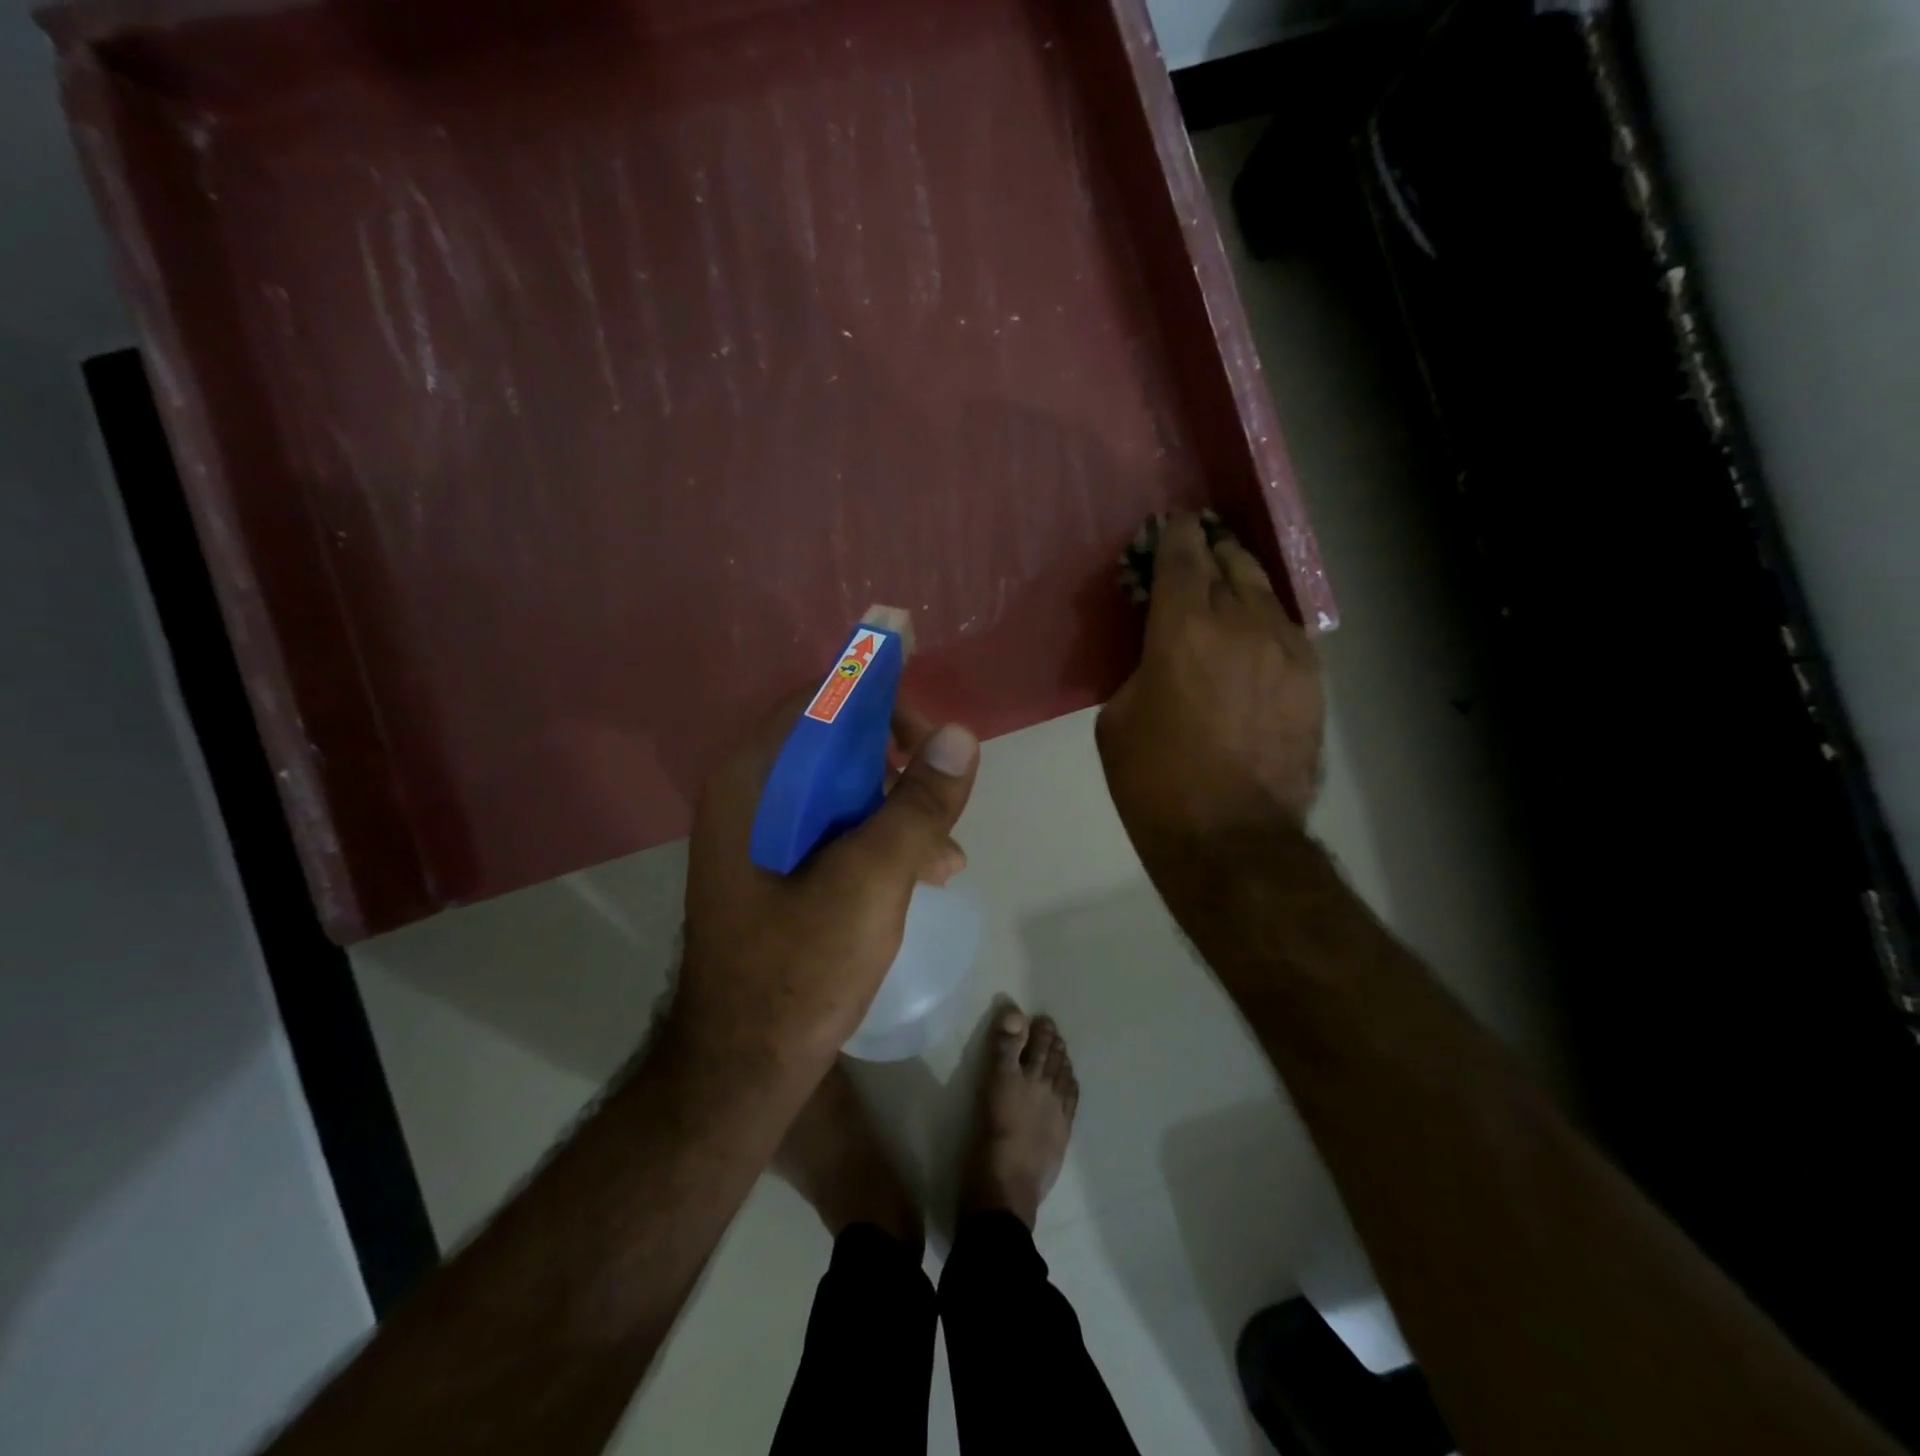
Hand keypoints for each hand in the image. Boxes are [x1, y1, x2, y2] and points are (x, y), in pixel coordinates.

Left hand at [673, 694, 979, 1073]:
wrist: (742, 1068)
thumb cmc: (798, 969)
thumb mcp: (871, 881)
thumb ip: (918, 805)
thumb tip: (963, 736)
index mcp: (755, 780)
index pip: (822, 700)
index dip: (881, 698)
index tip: (934, 733)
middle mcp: (752, 794)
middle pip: (837, 742)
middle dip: (901, 763)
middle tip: (948, 789)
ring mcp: (764, 834)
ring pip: (844, 789)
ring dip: (900, 807)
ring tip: (948, 851)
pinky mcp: (780, 868)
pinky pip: (838, 829)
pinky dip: (882, 839)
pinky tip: (928, 874)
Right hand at [1097, 513, 1324, 854]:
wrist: (1231, 838)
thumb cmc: (1155, 783)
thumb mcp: (1117, 719)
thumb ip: (1140, 669)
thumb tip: (1160, 655)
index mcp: (1182, 629)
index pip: (1182, 556)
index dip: (1175, 533)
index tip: (1171, 524)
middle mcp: (1240, 624)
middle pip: (1230, 562)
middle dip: (1211, 550)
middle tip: (1198, 551)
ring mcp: (1286, 649)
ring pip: (1265, 592)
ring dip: (1242, 581)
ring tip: (1229, 583)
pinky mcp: (1311, 680)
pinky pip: (1286, 631)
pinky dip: (1265, 622)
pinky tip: (1254, 636)